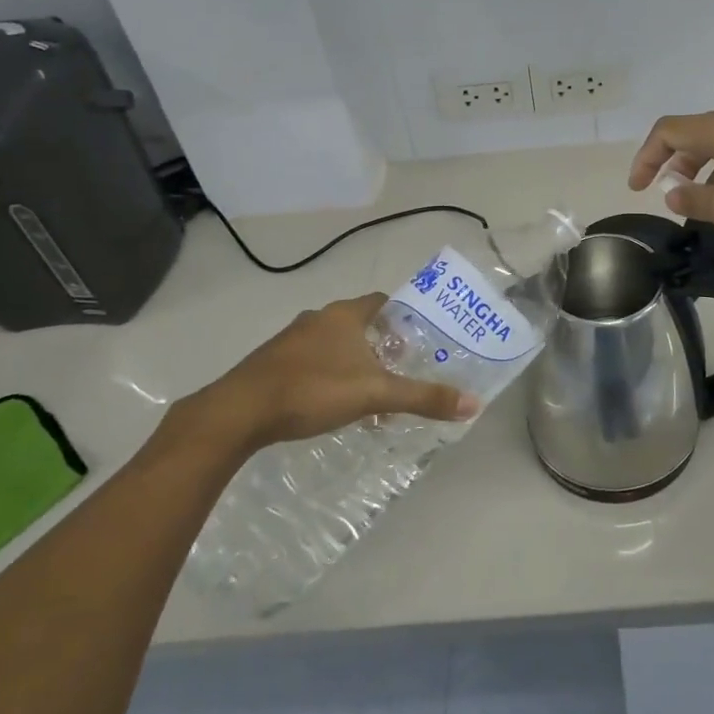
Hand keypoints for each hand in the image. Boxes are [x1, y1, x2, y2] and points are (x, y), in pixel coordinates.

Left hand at [170, 293, 476, 456]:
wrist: (239, 411)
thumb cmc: (313, 390)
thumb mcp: (375, 394)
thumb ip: (423, 398)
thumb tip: (474, 404)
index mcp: (345, 315)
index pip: (383, 302)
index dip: (404, 317)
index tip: (420, 338)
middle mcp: (319, 318)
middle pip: (360, 323)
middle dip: (382, 344)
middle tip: (402, 368)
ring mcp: (291, 339)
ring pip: (334, 343)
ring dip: (354, 361)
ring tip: (371, 391)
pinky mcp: (272, 362)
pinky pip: (312, 360)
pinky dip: (329, 374)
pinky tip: (332, 402)